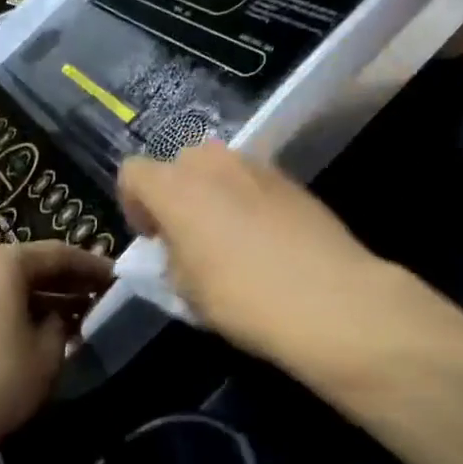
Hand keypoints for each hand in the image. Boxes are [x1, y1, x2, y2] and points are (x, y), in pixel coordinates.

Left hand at [0, 240, 112, 463]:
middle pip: (28, 267)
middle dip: (65, 283)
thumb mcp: (46, 355)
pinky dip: (13, 313)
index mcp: (1, 262)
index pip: (59, 254)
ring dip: (39, 301)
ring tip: (70, 320)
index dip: (92, 267)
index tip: (118, 279)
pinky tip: (32, 336)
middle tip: (98, 298)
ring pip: (5, 287)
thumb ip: (61, 325)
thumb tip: (57, 317)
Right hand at [117, 143, 390, 361]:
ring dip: (214, 195)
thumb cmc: (242, 298)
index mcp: (175, 187)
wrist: (329, 299)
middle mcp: (213, 163)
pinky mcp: (292, 180)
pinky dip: (248, 201)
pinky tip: (266, 240)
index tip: (152, 239)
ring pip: (220, 169)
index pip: (133, 173)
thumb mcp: (185, 291)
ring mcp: (257, 166)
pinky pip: (254, 182)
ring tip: (230, 239)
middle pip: (179, 164)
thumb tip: (177, 248)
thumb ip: (170, 258)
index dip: (133, 205)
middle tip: (188, 237)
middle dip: (176, 194)